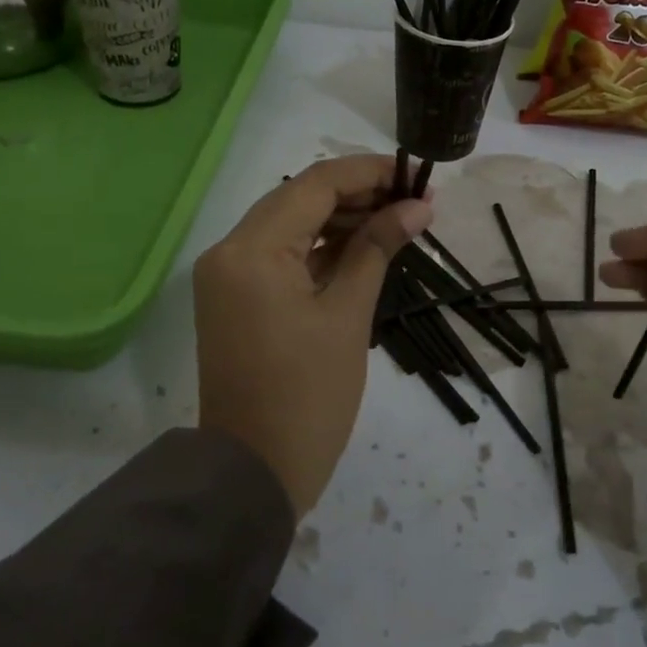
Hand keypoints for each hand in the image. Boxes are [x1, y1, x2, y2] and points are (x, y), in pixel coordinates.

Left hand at [194, 156, 432, 516]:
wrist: (253, 473)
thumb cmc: (308, 396)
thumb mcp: (348, 315)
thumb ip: (378, 248)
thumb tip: (419, 205)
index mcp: (251, 250)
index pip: (314, 185)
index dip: (368, 173)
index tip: (415, 176)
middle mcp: (229, 251)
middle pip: (299, 199)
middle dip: (358, 194)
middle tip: (414, 201)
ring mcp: (228, 275)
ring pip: (290, 225)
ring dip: (341, 219)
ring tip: (397, 220)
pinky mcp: (236, 297)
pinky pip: (281, 255)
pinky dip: (320, 248)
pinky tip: (363, 245)